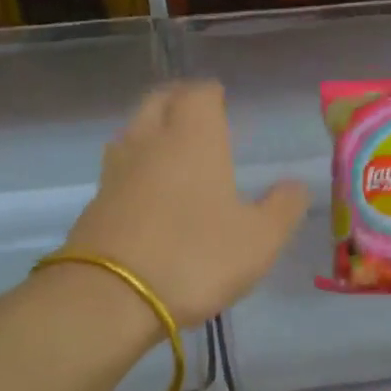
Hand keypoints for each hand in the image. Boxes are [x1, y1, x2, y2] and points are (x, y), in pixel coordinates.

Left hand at [60, 82, 308, 326]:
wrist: (112, 296)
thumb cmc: (196, 258)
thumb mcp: (260, 240)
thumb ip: (283, 208)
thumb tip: (295, 185)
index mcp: (193, 138)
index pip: (199, 94)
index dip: (212, 94)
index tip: (222, 101)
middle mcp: (150, 142)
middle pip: (159, 101)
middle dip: (178, 101)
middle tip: (196, 115)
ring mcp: (116, 171)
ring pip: (133, 131)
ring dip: (152, 130)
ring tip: (171, 148)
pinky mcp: (95, 202)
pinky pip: (119, 168)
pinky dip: (135, 167)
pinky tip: (148, 190)